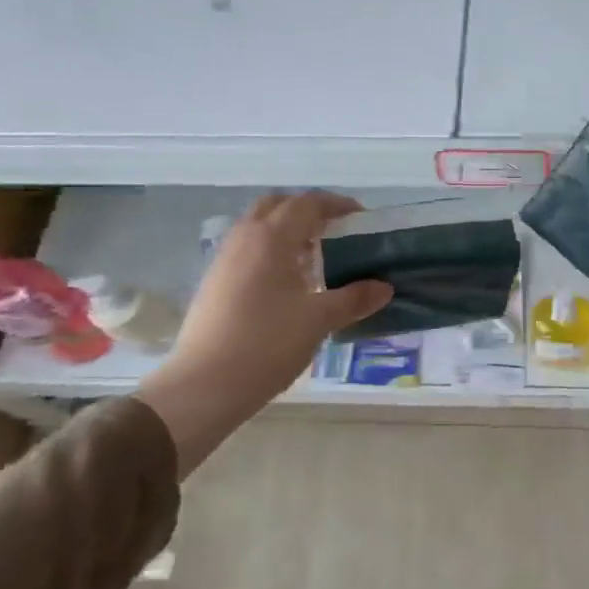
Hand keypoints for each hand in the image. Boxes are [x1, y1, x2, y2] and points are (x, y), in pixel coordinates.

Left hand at [138, 192, 391, 463]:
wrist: (205, 385)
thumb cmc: (267, 344)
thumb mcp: (319, 321)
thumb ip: (354, 299)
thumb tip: (384, 287)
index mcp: (272, 238)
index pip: (308, 203)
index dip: (336, 204)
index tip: (361, 217)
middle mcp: (245, 238)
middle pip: (277, 205)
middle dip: (307, 211)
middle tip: (334, 232)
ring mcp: (224, 259)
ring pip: (258, 227)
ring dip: (287, 231)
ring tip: (314, 258)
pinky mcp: (214, 282)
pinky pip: (247, 249)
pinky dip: (270, 251)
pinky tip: (287, 284)